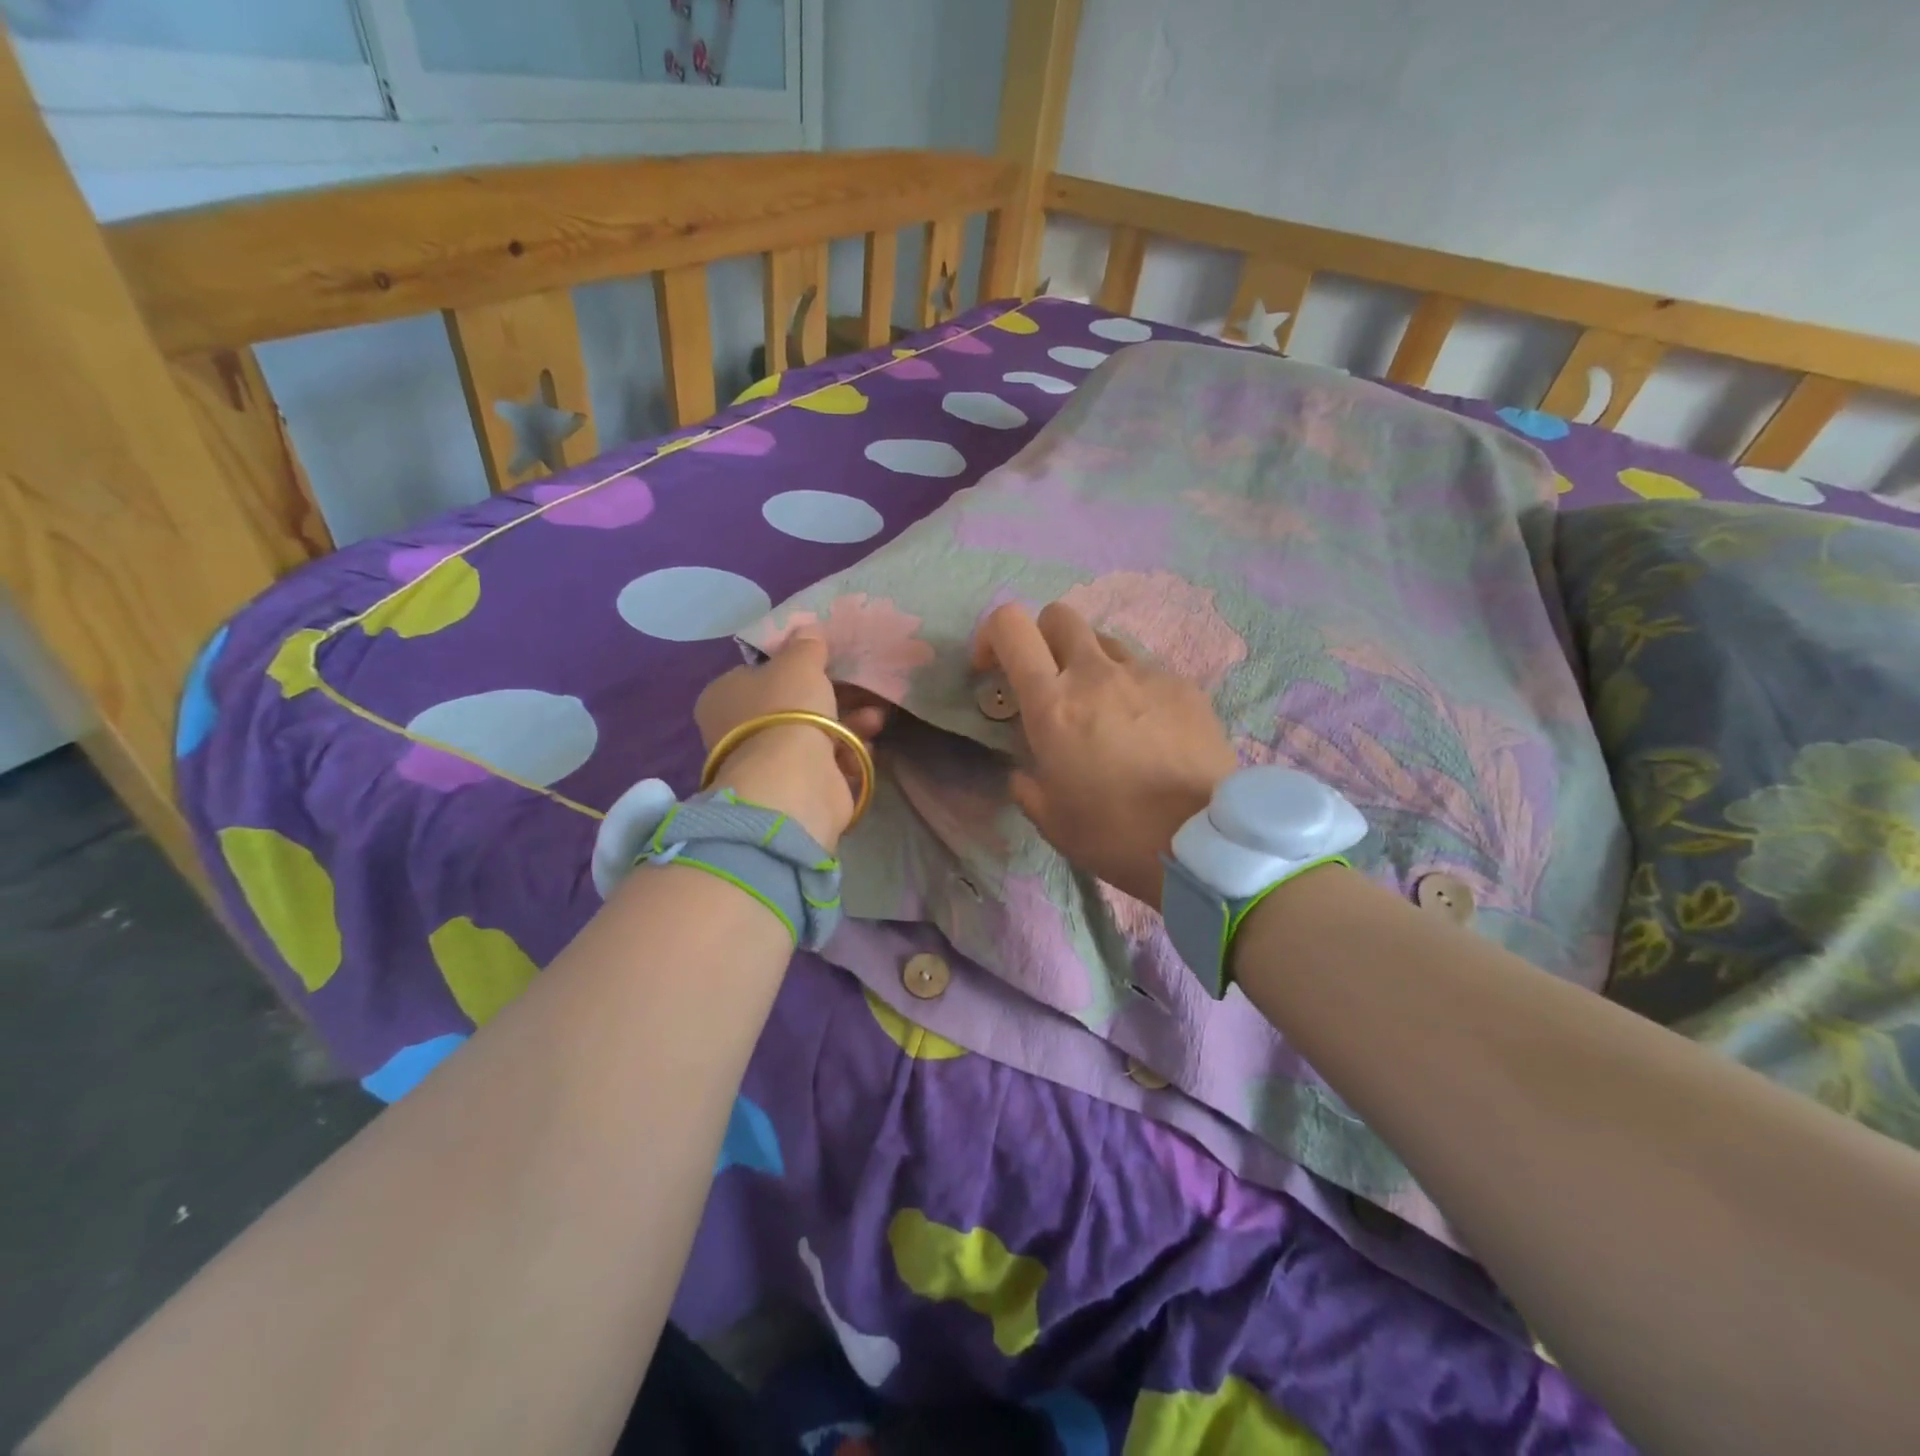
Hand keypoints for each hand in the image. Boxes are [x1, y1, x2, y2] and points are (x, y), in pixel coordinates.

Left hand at [694, 630, 886, 848]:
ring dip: (849, 724)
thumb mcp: (798, 663)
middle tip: (861, 688)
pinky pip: (827, 763)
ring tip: (875, 718)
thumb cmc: (787, 711)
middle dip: (832, 697)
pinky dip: (848, 754)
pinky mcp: (795, 789)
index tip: (823, 662)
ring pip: (815, 734)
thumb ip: (806, 646)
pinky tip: (865, 749)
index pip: (757, 674)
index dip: (790, 666)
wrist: (794, 782)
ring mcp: (768, 763)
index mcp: (724, 696)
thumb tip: (808, 630)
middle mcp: (739, 731)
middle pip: (792, 705)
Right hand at [973, 602, 1237, 907]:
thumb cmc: (1115, 834)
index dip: (991, 635)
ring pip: (1105, 641)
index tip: (991, 668)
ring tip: (1103, 709)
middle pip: (1059, 616)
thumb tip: (1026, 770)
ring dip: (1091, 664)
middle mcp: (1096, 673)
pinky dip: (1133, 687)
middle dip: (1043, 639)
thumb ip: (1026, 783)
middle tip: (1048, 681)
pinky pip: (1146, 669)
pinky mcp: (1184, 684)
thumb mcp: (1050, 819)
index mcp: (1053, 704)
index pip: (1011, 626)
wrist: (1203, 843)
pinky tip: (1146, 729)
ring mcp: (1145, 673)